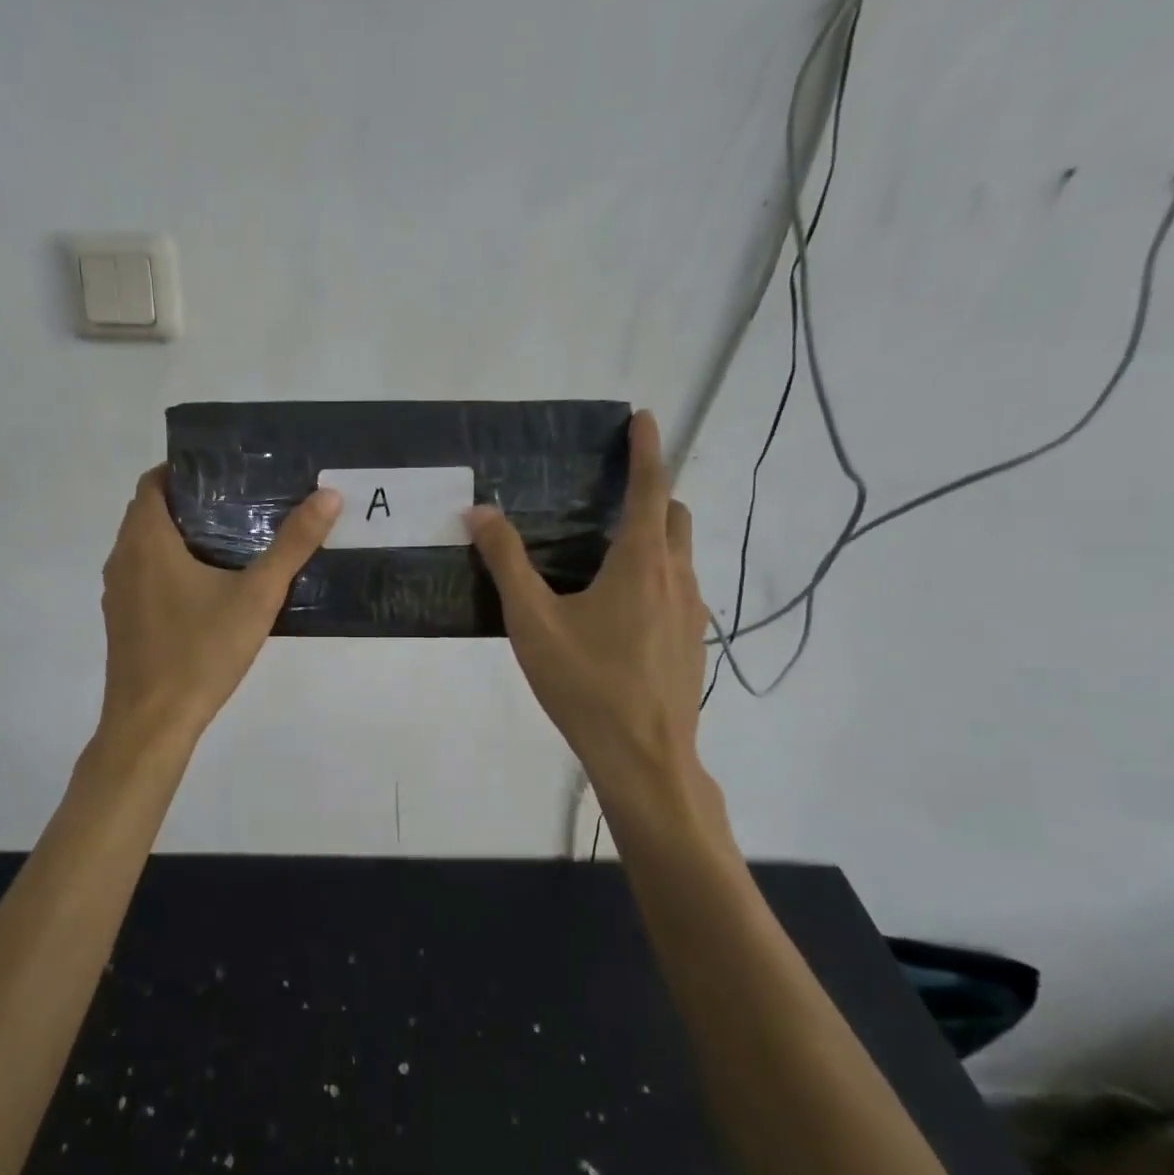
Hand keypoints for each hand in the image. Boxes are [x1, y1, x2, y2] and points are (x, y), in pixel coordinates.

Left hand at [99, 467, 341, 743]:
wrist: (152, 723)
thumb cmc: (201, 652)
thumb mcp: (257, 596)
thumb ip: (293, 545)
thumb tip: (329, 496)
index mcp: (146, 540)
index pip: (154, 482)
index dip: (186, 470)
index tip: (226, 474)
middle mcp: (122, 558)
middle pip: (150, 512)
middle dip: (190, 503)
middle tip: (240, 504)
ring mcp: (117, 593)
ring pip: (145, 547)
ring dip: (179, 537)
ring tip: (231, 541)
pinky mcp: (122, 621)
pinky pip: (144, 576)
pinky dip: (169, 567)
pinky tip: (209, 589)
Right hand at [466, 410, 729, 843]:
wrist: (645, 757)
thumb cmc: (586, 682)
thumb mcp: (533, 621)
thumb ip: (506, 562)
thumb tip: (480, 512)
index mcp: (641, 561)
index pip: (650, 487)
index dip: (646, 448)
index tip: (643, 417)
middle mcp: (677, 576)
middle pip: (673, 515)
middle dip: (652, 491)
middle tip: (612, 492)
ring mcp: (693, 611)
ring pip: (680, 554)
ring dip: (655, 535)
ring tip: (609, 550)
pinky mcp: (694, 641)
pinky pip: (680, 588)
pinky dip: (657, 574)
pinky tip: (621, 608)